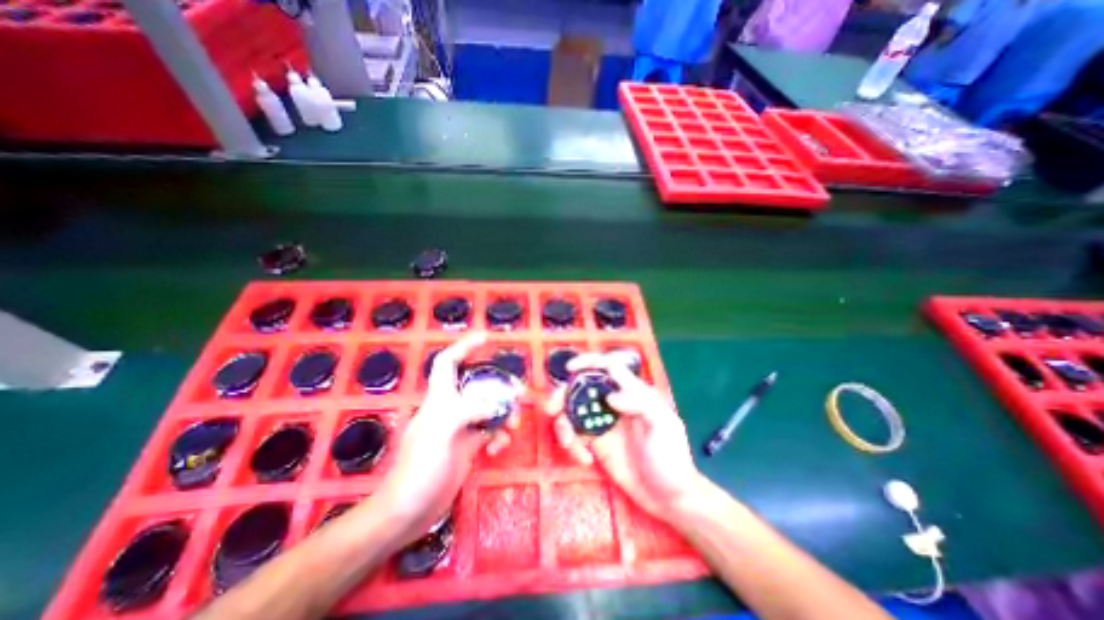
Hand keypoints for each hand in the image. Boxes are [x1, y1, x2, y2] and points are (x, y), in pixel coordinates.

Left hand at [371, 333, 518, 542]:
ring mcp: (460, 428)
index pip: (448, 363)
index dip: (465, 346)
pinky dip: (498, 434)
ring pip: (488, 408)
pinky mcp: (467, 446)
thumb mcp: (441, 434)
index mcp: (439, 400)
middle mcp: (450, 409)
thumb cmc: (417, 471)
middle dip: (499, 386)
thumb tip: (495, 402)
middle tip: (519, 393)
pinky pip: (489, 430)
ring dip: (504, 413)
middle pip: (478, 385)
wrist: (407, 514)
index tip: (486, 338)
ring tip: (513, 426)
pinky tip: (498, 448)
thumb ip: (467, 411)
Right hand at [544, 354, 706, 516]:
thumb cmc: (671, 457)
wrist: (669, 498)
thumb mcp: (663, 425)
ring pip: (574, 411)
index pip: (609, 367)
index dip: (589, 362)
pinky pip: (575, 435)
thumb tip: (611, 397)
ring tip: (568, 443)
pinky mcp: (596, 443)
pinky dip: (572, 444)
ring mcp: (603, 423)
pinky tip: (584, 459)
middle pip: (583, 387)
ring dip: (563, 424)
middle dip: (563, 394)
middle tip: (552, 409)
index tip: (570, 369)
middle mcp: (614, 403)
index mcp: (632, 392)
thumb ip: (640, 403)